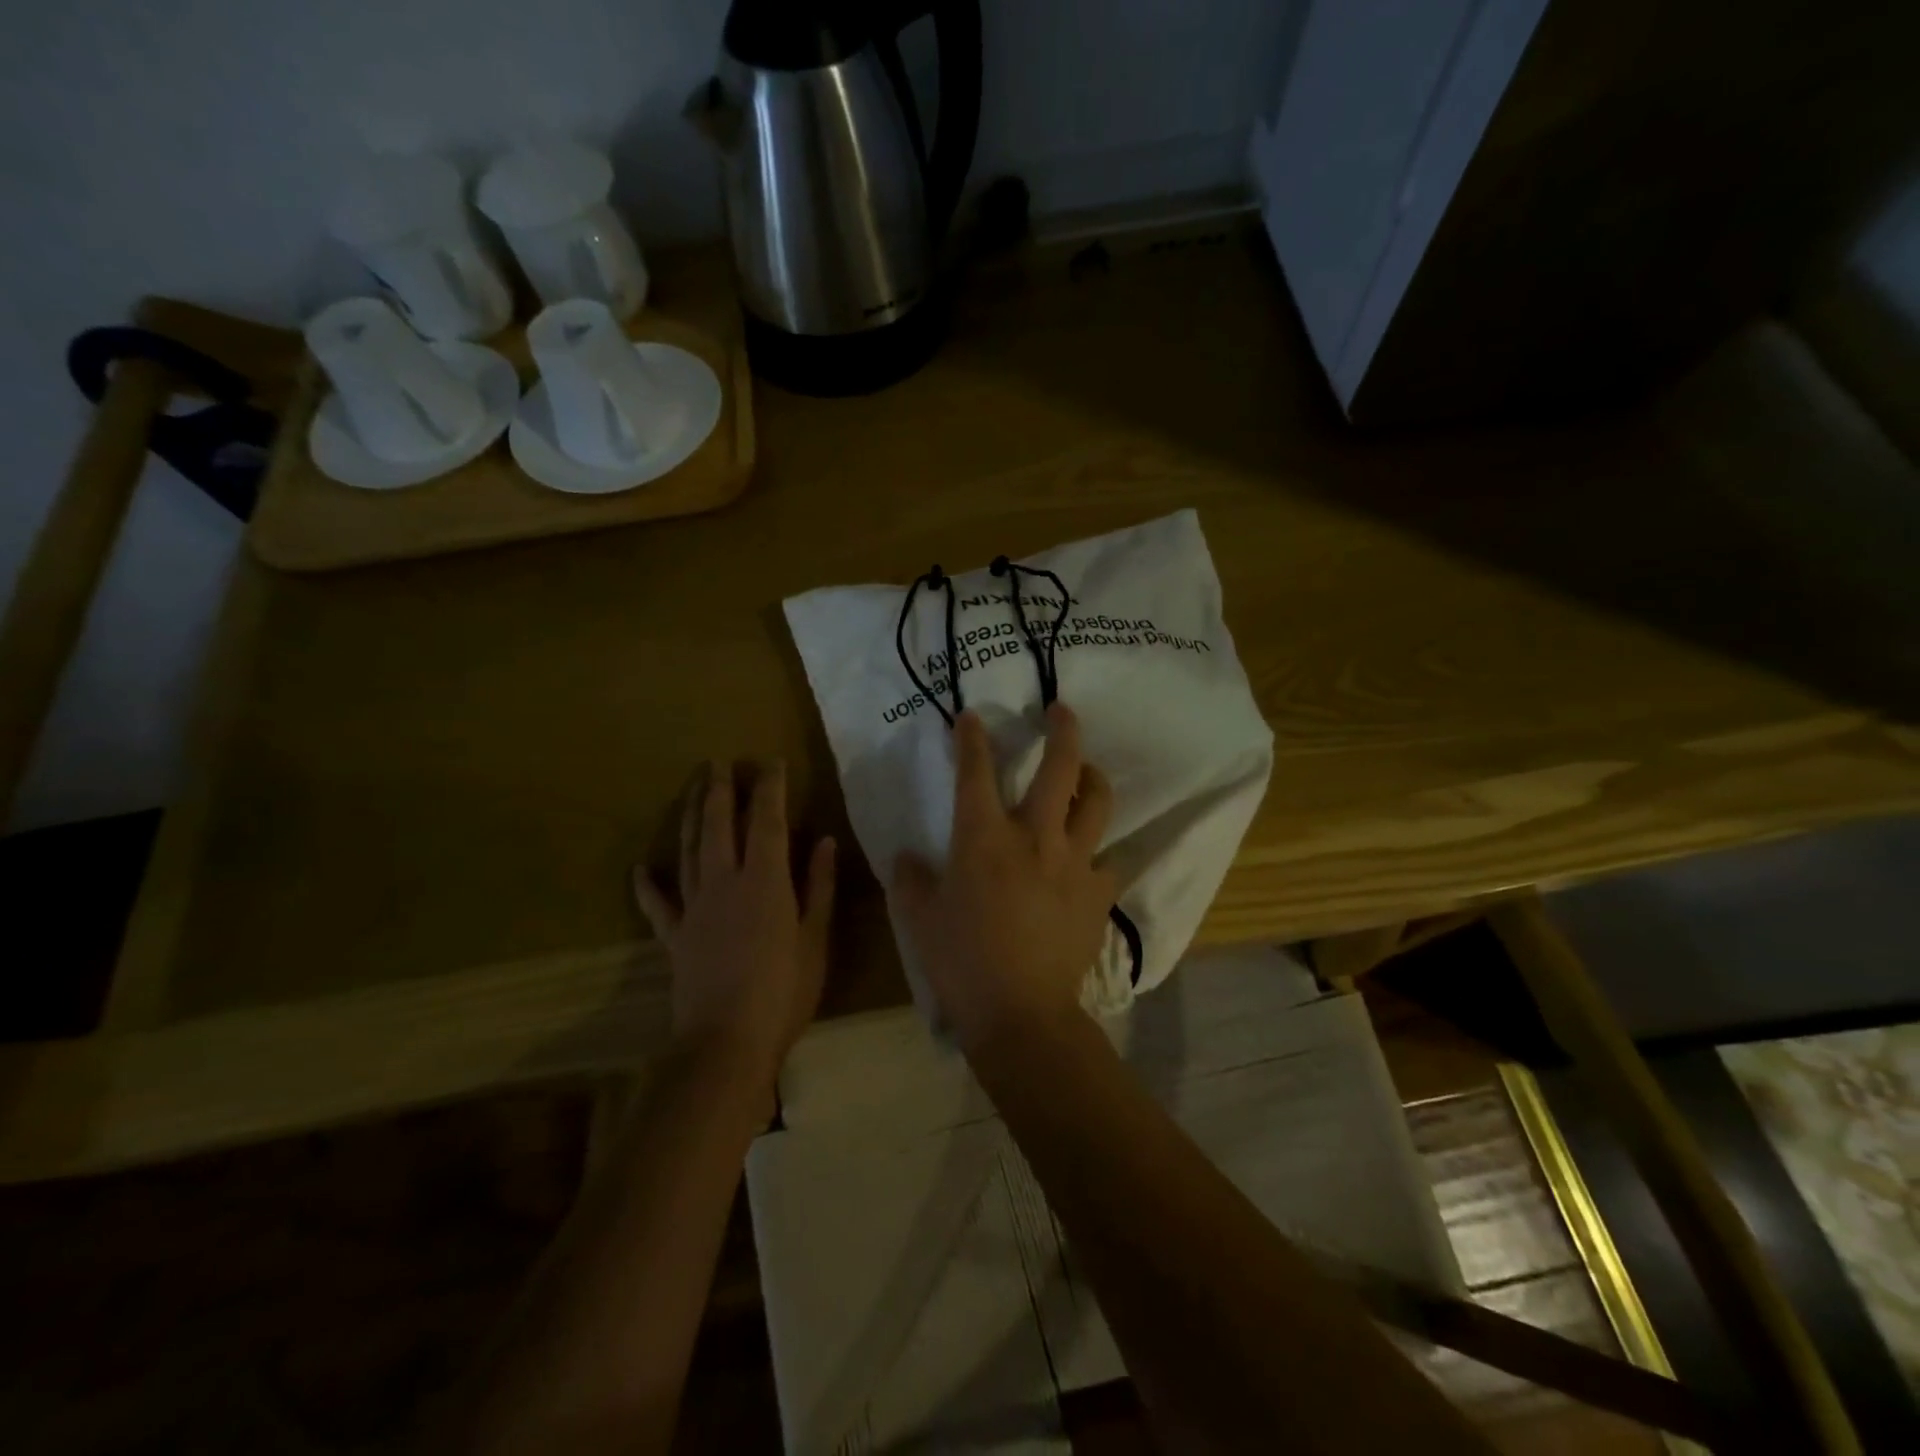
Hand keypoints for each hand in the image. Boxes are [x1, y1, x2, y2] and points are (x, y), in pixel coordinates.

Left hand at [633, 761, 836, 1092]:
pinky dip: (647, 885)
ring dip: (692, 818)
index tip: (770, 762)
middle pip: (719, 826)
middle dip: (720, 791)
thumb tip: (824, 842)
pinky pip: (657, 904)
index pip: (767, 821)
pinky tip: (639, 868)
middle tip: (718, 764)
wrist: (726, 1042)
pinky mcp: (674, 936)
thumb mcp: (815, 938)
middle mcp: (724, 882)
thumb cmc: (784, 990)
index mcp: (765, 881)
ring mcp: (694, 908)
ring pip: (689, 851)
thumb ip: (819, 886)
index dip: (769, 788)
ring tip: (694, 791)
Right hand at [891, 703, 1116, 1053]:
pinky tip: (1093, 858)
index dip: (972, 738)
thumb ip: (910, 879)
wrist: (1021, 1013)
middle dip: (1062, 730)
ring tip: (1088, 773)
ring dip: (1093, 778)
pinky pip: (1110, 860)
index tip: (971, 715)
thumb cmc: (962, 962)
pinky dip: (1101, 852)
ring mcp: (1074, 862)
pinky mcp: (1098, 893)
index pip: (976, 772)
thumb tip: (906, 856)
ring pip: (1097, 802)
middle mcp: (1035, 837)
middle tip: (1061, 710)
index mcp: (984, 838)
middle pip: (1060, 768)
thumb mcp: (919, 919)